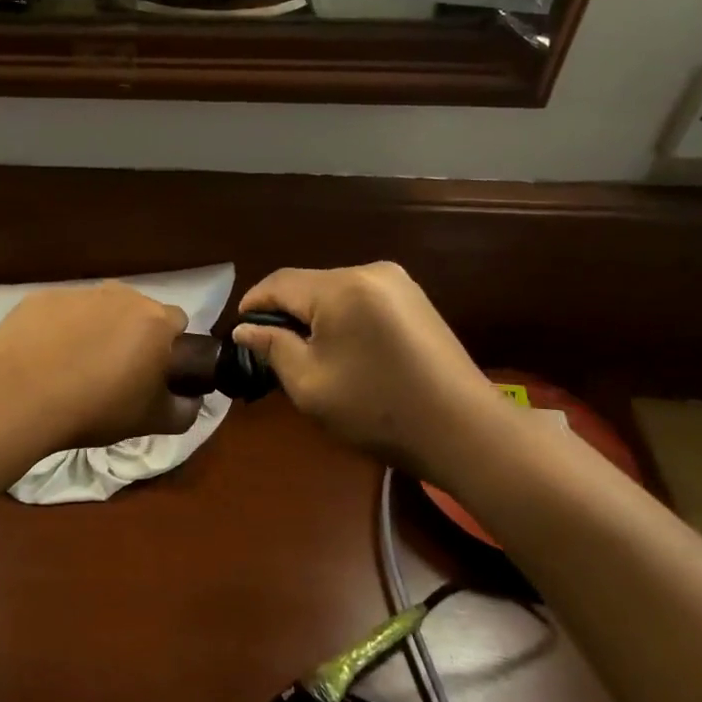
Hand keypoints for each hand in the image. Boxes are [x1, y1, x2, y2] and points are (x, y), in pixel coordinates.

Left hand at [0, 284, 202, 449]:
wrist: (22, 397)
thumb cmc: (96, 408)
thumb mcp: (153, 422)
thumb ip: (185, 410)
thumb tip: (191, 399)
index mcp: (154, 321)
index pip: (177, 322)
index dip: (169, 347)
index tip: (153, 371)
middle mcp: (120, 296)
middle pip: (136, 311)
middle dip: (131, 335)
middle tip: (114, 372)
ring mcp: (77, 293)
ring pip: (97, 309)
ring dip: (94, 329)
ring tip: (74, 366)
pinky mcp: (40, 298)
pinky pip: (59, 312)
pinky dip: (58, 329)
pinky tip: (44, 358)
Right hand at [232, 264, 509, 477]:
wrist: (463, 430)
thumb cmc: (377, 409)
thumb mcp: (309, 384)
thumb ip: (272, 347)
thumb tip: (245, 329)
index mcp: (341, 288)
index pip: (279, 282)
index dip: (252, 304)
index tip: (238, 334)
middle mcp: (370, 271)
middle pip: (308, 285)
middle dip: (285, 314)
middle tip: (271, 353)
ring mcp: (398, 283)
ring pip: (334, 292)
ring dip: (313, 317)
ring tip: (306, 356)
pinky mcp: (415, 300)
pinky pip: (361, 300)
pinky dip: (342, 320)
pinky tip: (344, 352)